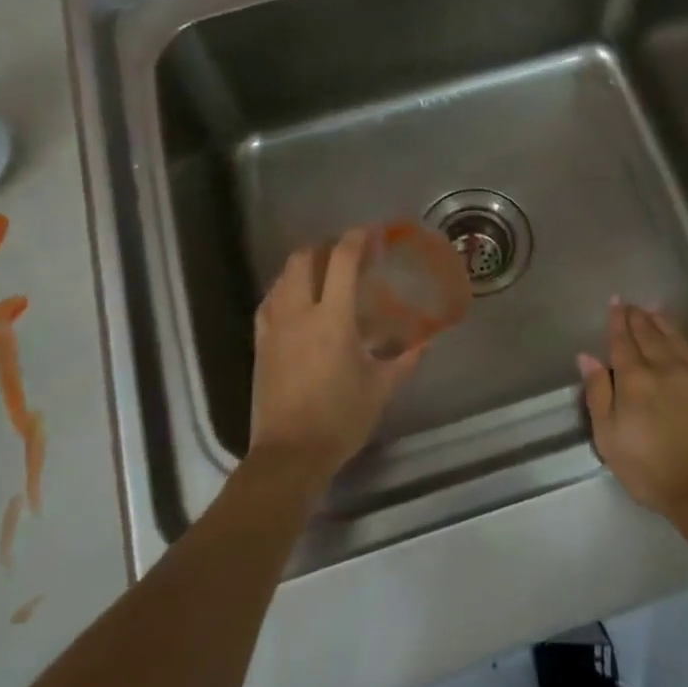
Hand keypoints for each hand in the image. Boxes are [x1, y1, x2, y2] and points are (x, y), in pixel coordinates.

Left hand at [249, 227, 422, 490]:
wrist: (289, 454)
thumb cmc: (340, 419)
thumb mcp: (382, 388)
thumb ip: (406, 359)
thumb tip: (427, 340)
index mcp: (332, 319)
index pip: (341, 261)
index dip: (357, 239)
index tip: (371, 232)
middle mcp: (298, 314)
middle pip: (303, 259)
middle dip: (325, 247)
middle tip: (347, 253)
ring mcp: (273, 328)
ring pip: (282, 278)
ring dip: (303, 266)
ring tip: (324, 273)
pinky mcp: (260, 344)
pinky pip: (269, 301)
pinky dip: (285, 289)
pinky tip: (297, 301)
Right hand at [577, 300, 687, 516]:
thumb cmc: (649, 470)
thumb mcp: (608, 438)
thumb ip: (597, 394)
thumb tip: (587, 357)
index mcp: (633, 380)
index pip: (622, 342)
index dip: (617, 321)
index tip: (615, 302)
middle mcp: (664, 367)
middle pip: (648, 335)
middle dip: (637, 316)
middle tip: (631, 303)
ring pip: (676, 337)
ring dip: (663, 320)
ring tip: (654, 307)